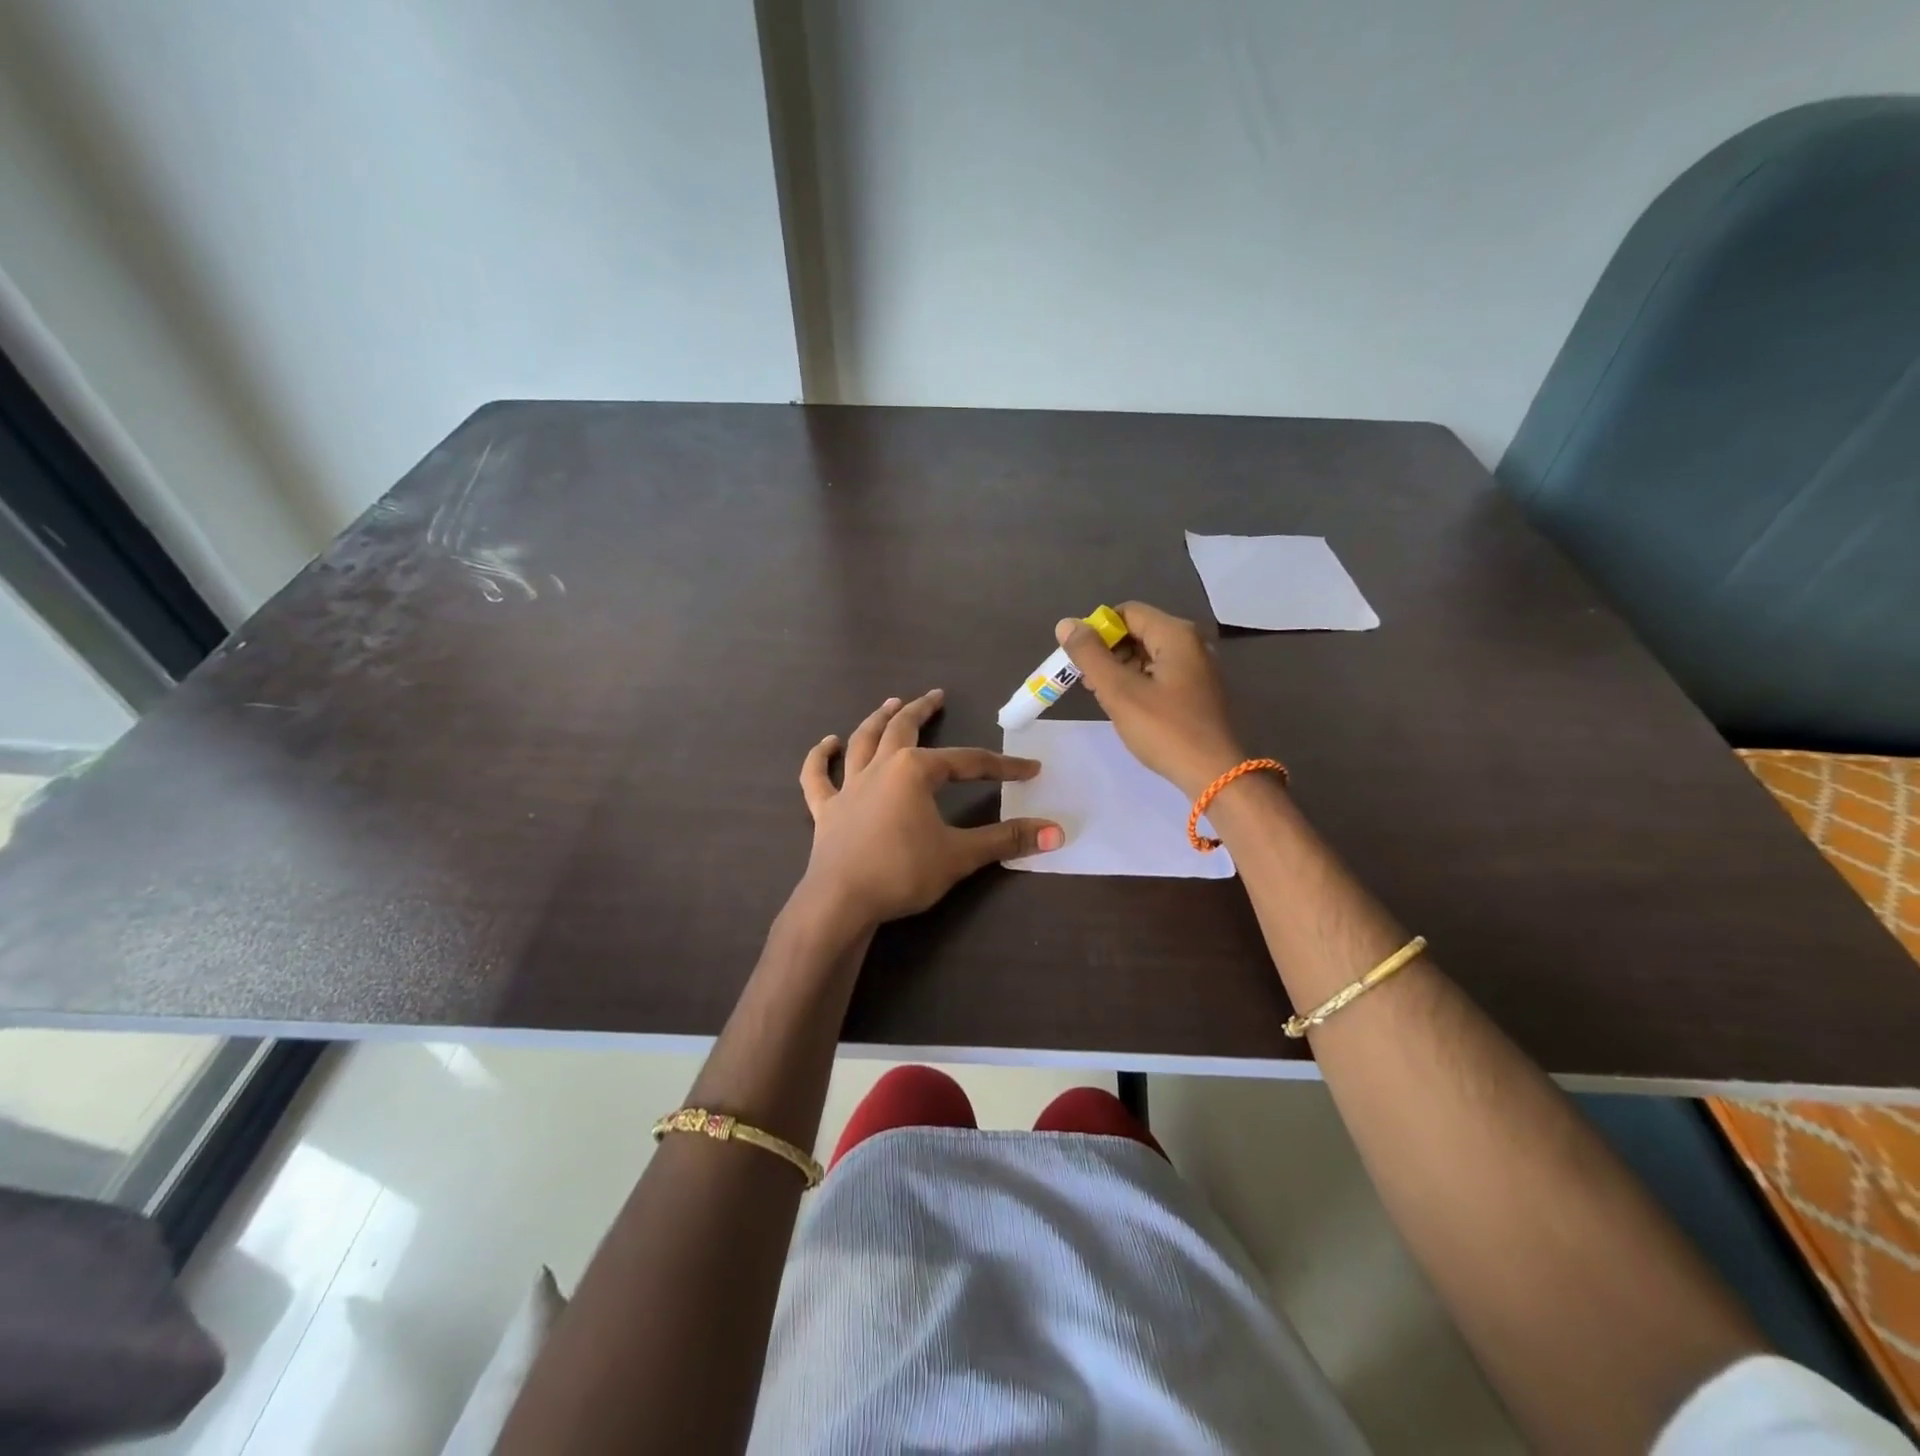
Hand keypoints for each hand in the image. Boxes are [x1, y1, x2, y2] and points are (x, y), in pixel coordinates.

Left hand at [796, 690, 1064, 929]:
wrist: (841, 901)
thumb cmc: (902, 872)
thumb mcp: (960, 856)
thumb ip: (1006, 840)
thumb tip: (1056, 832)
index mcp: (915, 772)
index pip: (968, 763)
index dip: (1001, 766)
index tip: (1029, 770)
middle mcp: (880, 768)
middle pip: (903, 729)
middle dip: (922, 711)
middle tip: (935, 696)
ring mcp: (848, 787)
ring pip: (863, 741)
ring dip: (877, 719)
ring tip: (890, 703)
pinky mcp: (826, 810)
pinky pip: (818, 777)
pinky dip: (820, 757)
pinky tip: (827, 743)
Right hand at [1055, 602, 1247, 797]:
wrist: (1214, 774)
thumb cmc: (1165, 730)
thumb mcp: (1120, 691)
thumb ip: (1090, 655)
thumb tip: (1066, 624)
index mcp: (1176, 634)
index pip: (1126, 612)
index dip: (1097, 631)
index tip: (1079, 659)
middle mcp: (1191, 643)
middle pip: (1138, 632)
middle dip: (1107, 652)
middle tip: (1087, 681)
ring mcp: (1198, 667)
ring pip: (1147, 654)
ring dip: (1120, 669)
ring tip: (1102, 696)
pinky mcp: (1198, 690)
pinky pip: (1160, 673)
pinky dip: (1138, 682)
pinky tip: (1126, 706)